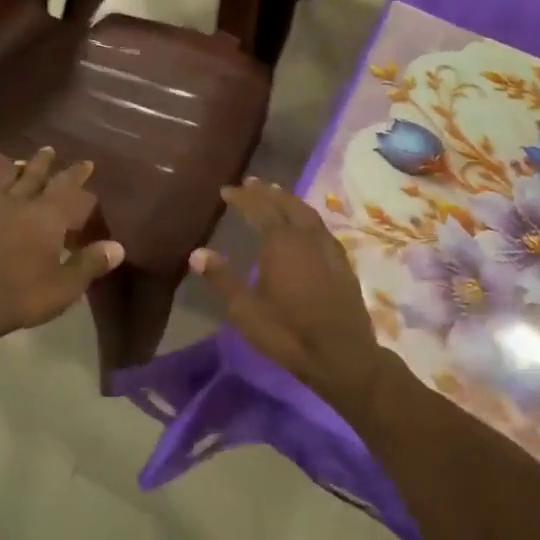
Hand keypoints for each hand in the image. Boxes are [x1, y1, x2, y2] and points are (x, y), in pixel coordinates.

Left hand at [0, 148, 124, 354]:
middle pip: (33, 176)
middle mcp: (18, 205)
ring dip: (14, 172)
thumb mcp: (66, 285)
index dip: (77, 174)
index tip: (86, 163)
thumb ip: (90, 263)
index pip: (67, 187)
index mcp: (47, 216)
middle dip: (43, 163)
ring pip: (4, 183)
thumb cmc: (23, 294)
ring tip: (20, 163)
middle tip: (49, 150)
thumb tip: (117, 247)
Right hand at [189, 179, 384, 404]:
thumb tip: (196, 253)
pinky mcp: (342, 263)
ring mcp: (328, 249)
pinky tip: (304, 225)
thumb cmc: (288, 333)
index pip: (259, 209)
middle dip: (267, 192)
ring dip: (289, 200)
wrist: (342, 356)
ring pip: (307, 213)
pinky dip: (307, 216)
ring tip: (276, 194)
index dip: (242, 197)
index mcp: (281, 243)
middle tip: (251, 183)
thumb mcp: (246, 311)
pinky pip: (321, 227)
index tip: (226, 190)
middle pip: (286, 204)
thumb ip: (222, 279)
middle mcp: (306, 237)